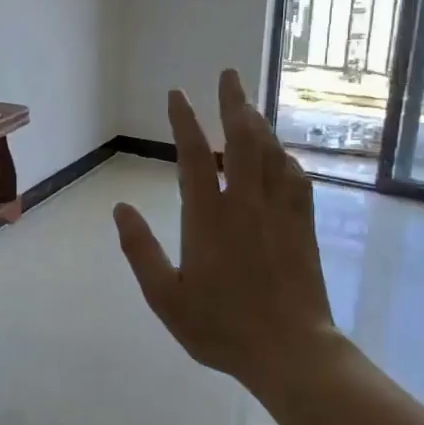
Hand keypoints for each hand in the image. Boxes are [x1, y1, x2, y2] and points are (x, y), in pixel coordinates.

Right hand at [113, 70, 340, 396]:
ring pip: (271, 153)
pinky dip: (284, 158)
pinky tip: (281, 156)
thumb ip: (140, 250)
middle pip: (242, 139)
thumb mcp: (165, 297)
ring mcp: (279, 212)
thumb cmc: (220, 327)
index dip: (184, 121)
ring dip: (259, 123)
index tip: (178, 94)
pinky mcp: (303, 226)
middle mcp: (245, 203)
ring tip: (249, 105)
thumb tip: (120, 209)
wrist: (289, 350)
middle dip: (233, 102)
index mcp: (208, 217)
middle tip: (229, 74)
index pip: (195, 155)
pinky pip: (295, 178)